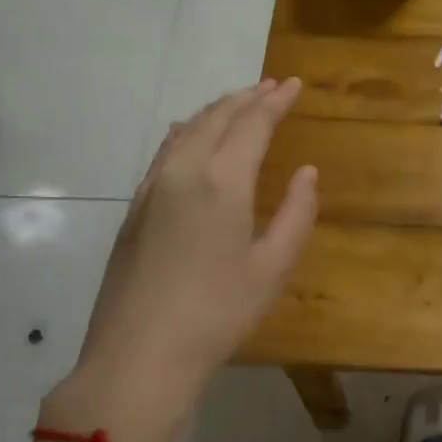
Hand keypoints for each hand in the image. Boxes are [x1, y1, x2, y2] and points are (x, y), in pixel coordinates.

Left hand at [42, 79, 317, 441]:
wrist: (139, 356)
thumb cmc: (218, 313)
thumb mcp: (273, 267)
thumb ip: (296, 213)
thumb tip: (307, 173)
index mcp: (221, 181)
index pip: (252, 124)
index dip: (275, 101)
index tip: (293, 85)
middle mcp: (182, 171)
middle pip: (216, 118)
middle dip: (246, 98)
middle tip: (270, 87)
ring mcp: (151, 189)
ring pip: (186, 131)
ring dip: (215, 111)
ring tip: (237, 104)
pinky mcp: (134, 209)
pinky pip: (165, 151)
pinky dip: (188, 131)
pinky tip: (191, 136)